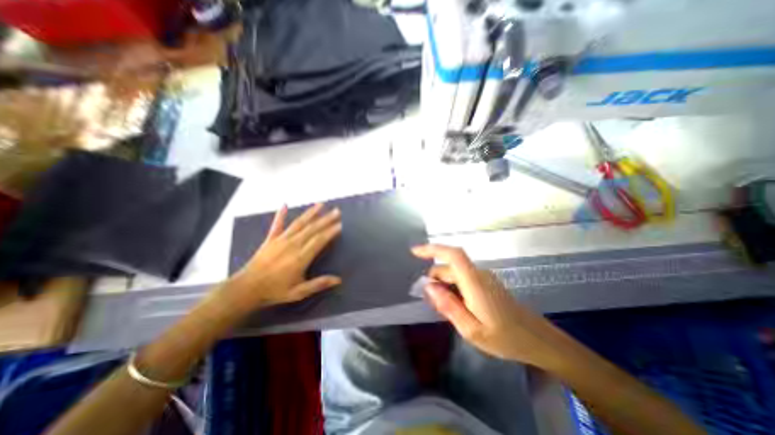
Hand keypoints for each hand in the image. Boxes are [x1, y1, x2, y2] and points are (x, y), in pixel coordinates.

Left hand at [228, 204, 340, 308]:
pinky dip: (281, 214)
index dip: (330, 232)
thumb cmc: (275, 291)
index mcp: (301, 257)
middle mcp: (293, 244)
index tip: (340, 224)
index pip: (319, 240)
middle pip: (312, 229)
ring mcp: (281, 240)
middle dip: (326, 219)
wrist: (246, 289)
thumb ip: (318, 284)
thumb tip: (339, 280)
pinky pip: (277, 224)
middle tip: (337, 211)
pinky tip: (284, 205)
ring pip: (299, 223)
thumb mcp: (299, 292)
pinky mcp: (270, 239)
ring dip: (311, 213)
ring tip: (321, 204)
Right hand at [411, 243, 566, 367]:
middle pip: (449, 267)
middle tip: (432, 304)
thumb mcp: (471, 330)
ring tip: (445, 310)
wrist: (538, 341)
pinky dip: (453, 289)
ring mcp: (483, 277)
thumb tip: (429, 286)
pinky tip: (456, 308)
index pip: (453, 255)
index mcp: (474, 282)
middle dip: (434, 280)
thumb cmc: (505, 339)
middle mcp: (478, 274)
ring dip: (444, 287)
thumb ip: (448, 306)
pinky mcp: (486, 283)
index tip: (414, 252)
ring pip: (454, 274)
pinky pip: (462, 280)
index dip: (432, 249)